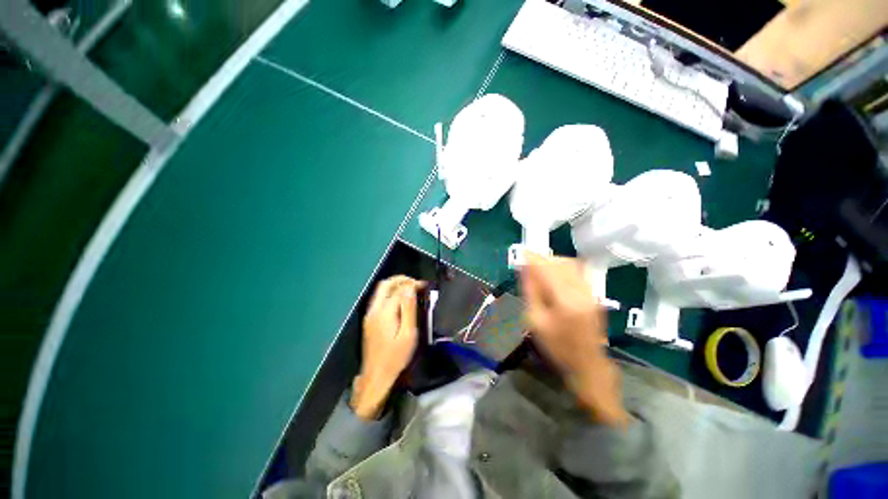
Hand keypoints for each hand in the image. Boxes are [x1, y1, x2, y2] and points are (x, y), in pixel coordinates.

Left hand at [351, 276, 422, 419]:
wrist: (376, 376)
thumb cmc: (395, 357)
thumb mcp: (408, 334)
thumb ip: (409, 309)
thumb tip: (411, 289)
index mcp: (384, 312)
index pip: (398, 289)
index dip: (412, 284)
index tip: (424, 285)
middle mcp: (374, 309)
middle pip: (385, 284)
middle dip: (401, 279)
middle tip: (416, 283)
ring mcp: (370, 314)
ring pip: (380, 290)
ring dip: (395, 285)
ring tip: (410, 288)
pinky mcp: (369, 320)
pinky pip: (379, 298)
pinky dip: (390, 293)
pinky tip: (400, 299)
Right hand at [520, 254, 627, 425]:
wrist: (587, 365)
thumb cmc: (556, 346)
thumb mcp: (536, 320)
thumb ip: (531, 291)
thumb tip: (525, 269)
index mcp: (565, 301)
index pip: (547, 269)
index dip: (534, 258)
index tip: (522, 252)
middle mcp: (581, 292)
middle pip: (561, 263)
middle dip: (544, 258)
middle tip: (529, 262)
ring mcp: (591, 292)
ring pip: (572, 264)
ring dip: (554, 261)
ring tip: (541, 267)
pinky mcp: (595, 294)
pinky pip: (579, 271)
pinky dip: (564, 267)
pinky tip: (555, 275)